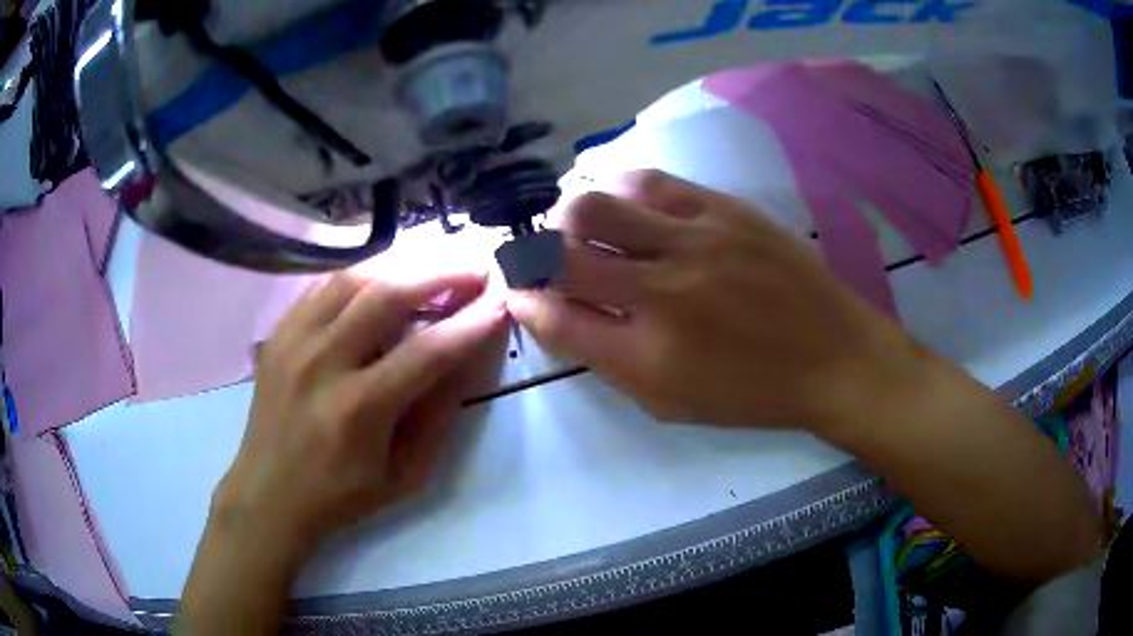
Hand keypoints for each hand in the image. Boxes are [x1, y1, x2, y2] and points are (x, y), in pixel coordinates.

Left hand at [219, 270, 504, 552]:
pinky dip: (362, 274)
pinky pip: (324, 286)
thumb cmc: (342, 495)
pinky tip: (384, 276)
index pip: (428, 351)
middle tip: (475, 267)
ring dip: (402, 263)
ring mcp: (294, 341)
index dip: (471, 322)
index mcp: (359, 409)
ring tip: (435, 262)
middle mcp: (323, 362)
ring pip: (354, 277)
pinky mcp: (279, 333)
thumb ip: (437, 416)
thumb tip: (466, 359)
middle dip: (441, 272)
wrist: (269, 493)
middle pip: (387, 294)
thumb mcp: (405, 475)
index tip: (501, 301)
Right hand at [508, 169, 920, 432]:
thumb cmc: (751, 392)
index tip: (519, 292)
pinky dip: (621, 190)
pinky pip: (650, 180)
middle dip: (533, 253)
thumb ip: (606, 357)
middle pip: (561, 250)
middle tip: (545, 257)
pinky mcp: (724, 208)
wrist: (833, 355)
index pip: (553, 317)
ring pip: (597, 202)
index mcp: (648, 356)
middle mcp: (663, 292)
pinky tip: (628, 206)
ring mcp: (696, 240)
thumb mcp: (670, 401)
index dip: (523, 300)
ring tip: (583, 227)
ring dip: (572, 216)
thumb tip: (554, 311)